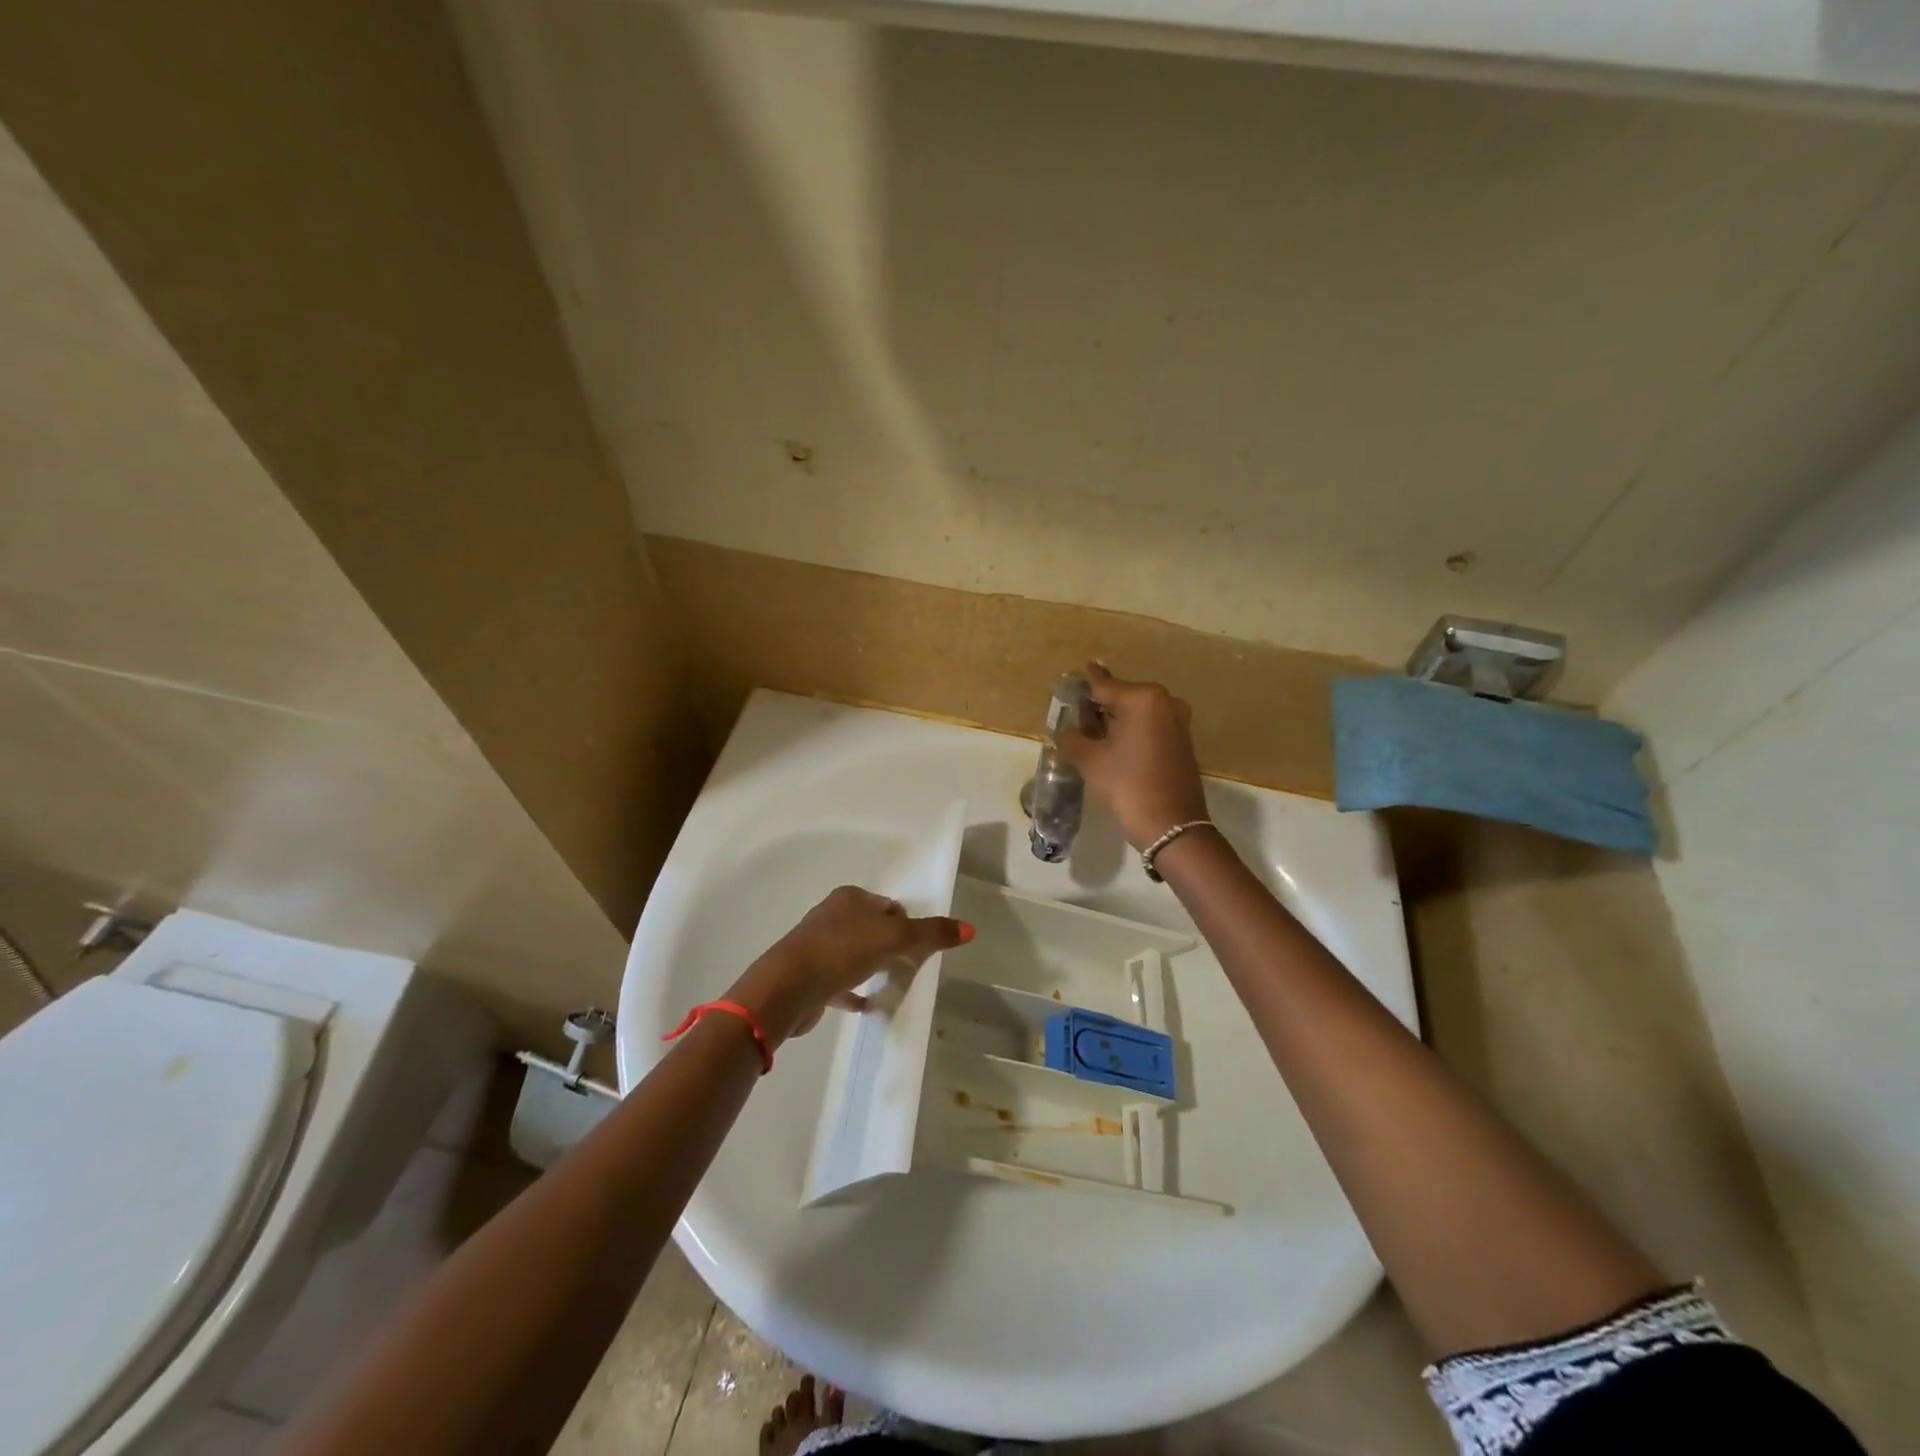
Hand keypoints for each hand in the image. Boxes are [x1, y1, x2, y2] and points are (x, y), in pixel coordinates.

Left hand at [727, 886, 969, 1044]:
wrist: (787, 988)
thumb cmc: (842, 951)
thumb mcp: (895, 938)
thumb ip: (931, 934)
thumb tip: (970, 929)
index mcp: (850, 898)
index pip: (888, 905)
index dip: (907, 923)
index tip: (921, 946)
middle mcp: (831, 915)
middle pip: (871, 927)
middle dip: (891, 944)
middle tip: (910, 966)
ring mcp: (817, 945)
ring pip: (854, 953)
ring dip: (872, 965)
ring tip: (891, 983)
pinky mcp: (809, 975)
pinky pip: (839, 980)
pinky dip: (854, 990)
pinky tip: (867, 1005)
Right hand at [1057, 662, 1209, 849]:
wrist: (1172, 826)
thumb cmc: (1128, 785)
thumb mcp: (1090, 760)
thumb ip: (1072, 737)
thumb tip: (1065, 730)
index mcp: (1143, 698)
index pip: (1104, 685)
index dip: (1084, 684)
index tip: (1072, 677)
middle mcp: (1165, 701)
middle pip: (1122, 697)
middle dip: (1099, 706)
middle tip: (1075, 715)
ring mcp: (1178, 721)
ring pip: (1137, 713)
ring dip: (1115, 720)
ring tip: (1090, 732)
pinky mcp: (1183, 741)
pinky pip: (1149, 727)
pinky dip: (1131, 731)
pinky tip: (1114, 745)